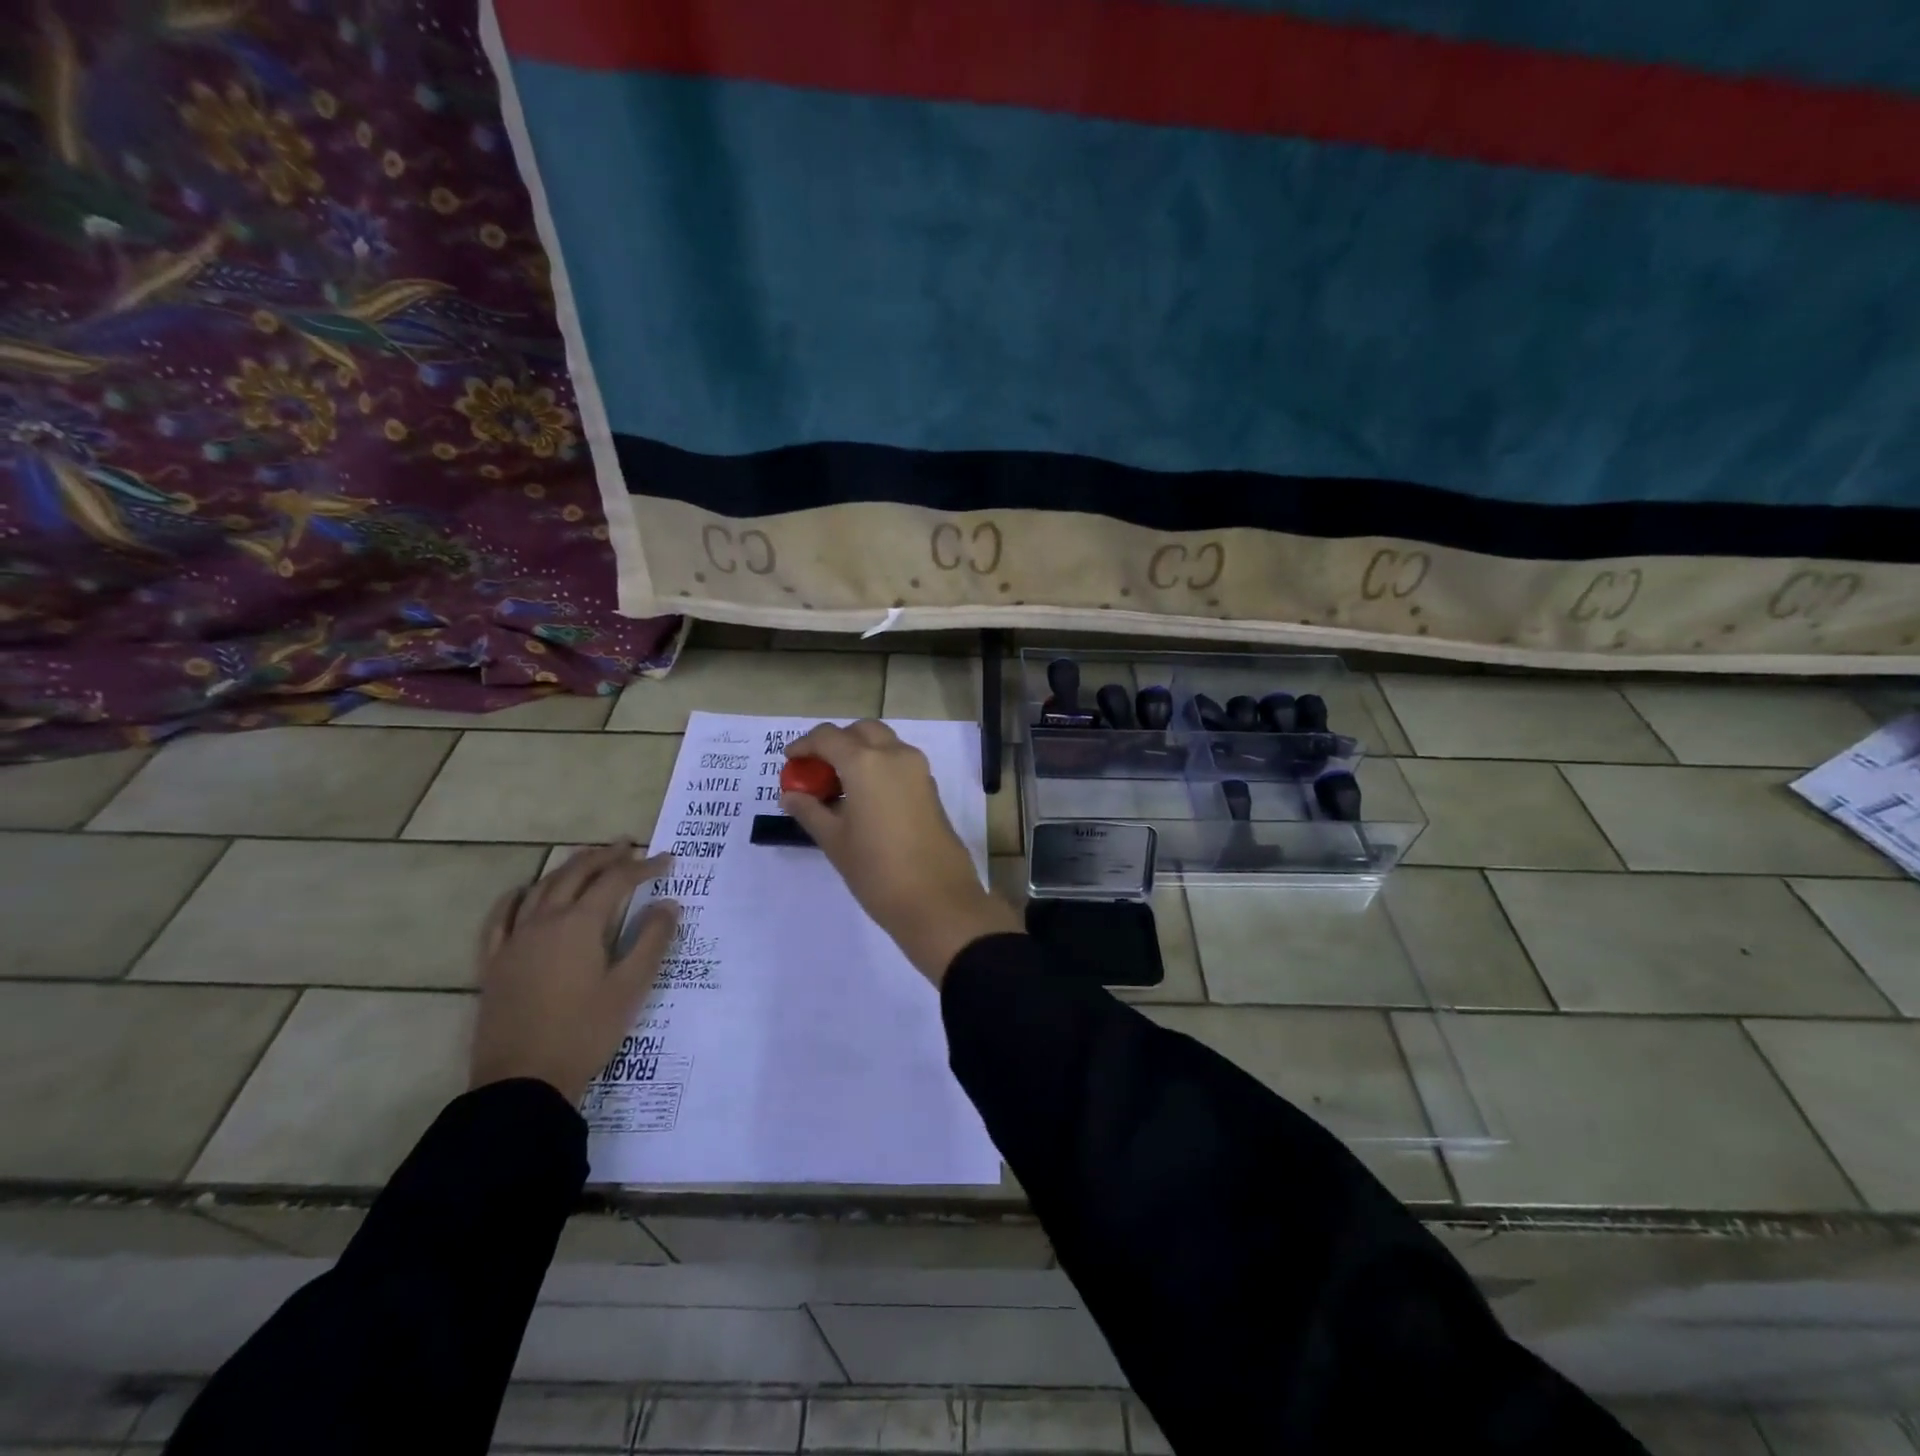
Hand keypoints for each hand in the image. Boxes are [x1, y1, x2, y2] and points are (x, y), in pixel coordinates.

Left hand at [470, 842, 678, 1101]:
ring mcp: (513, 941)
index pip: (616, 881)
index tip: (668, 861)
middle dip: (604, 856)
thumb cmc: (585, 1033)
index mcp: (579, 925)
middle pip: (575, 874)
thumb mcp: (630, 988)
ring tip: (586, 859)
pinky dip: (515, 897)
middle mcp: (544, 922)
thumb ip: (651, 940)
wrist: (523, 1082)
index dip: (644, 867)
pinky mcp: (493, 963)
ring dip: (567, 868)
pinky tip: (523, 892)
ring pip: (540, 888)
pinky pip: (500, 918)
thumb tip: (669, 903)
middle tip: (627, 846)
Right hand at [781, 720, 1020, 983]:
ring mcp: (918, 770)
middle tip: (817, 770)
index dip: (805, 745)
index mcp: (866, 762)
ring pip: (884, 743)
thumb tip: (791, 795)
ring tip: (839, 787)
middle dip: (837, 742)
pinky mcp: (930, 788)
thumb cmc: (877, 871)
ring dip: (860, 752)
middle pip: (861, 731)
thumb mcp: (834, 841)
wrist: (937, 900)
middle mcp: (895, 755)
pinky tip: (865, 799)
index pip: (828, 736)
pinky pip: (899, 763)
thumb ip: (810, 811)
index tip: (790, 761)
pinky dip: (879, 767)